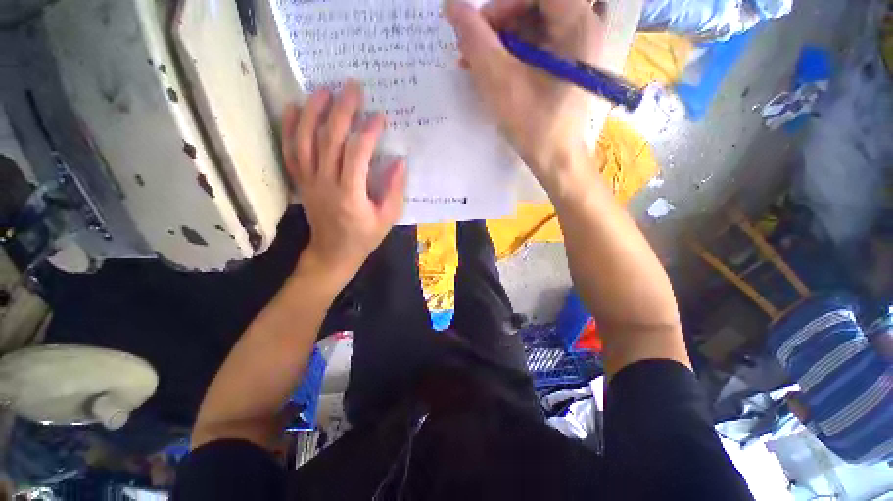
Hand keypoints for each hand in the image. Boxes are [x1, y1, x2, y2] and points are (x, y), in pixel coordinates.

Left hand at [282, 81, 405, 283]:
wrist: (333, 253)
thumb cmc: (364, 237)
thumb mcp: (387, 218)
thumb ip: (394, 190)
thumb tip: (400, 162)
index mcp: (350, 195)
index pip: (357, 155)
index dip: (368, 133)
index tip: (379, 117)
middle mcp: (326, 183)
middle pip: (330, 140)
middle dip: (342, 110)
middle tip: (353, 87)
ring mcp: (309, 181)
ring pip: (305, 140)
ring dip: (313, 111)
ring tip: (324, 90)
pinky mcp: (301, 181)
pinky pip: (290, 151)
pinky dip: (289, 128)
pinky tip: (293, 107)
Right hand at [445, 0, 606, 189]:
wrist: (555, 159)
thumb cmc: (533, 124)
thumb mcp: (500, 81)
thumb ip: (475, 40)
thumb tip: (451, 6)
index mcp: (576, 22)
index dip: (503, 4)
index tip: (479, 27)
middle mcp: (581, 26)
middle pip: (533, 6)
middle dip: (497, 24)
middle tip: (471, 48)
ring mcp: (573, 47)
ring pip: (531, 26)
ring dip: (499, 42)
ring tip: (474, 64)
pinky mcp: (563, 64)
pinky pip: (534, 46)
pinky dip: (510, 55)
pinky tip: (490, 72)